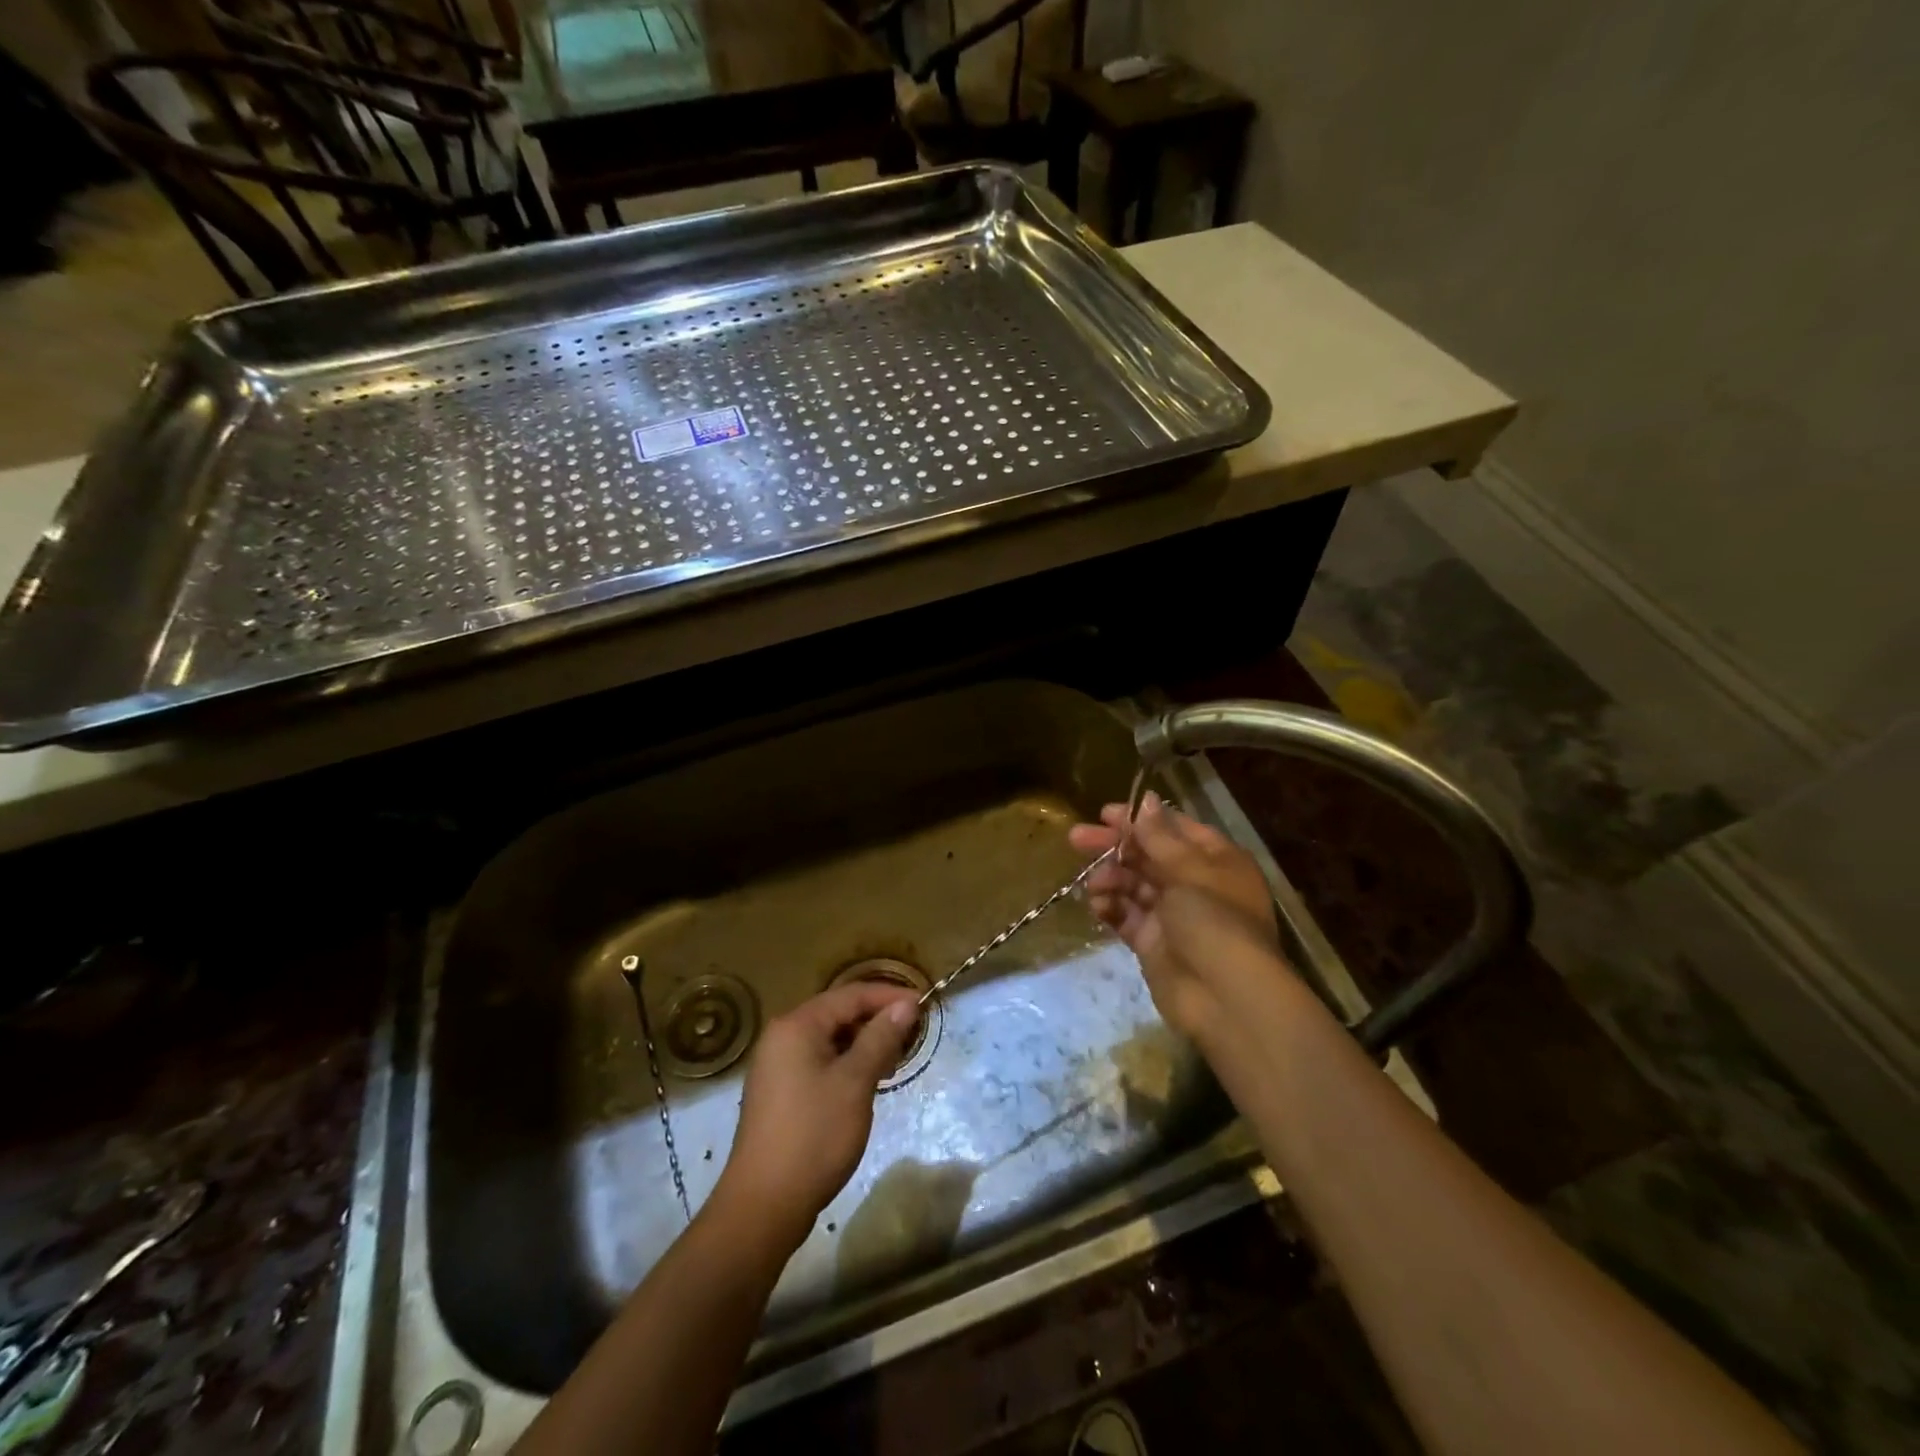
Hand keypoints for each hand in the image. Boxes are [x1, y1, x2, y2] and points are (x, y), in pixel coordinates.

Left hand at [712, 982, 918, 1249]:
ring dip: (863, 1044)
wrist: (764, 1205)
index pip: (850, 995)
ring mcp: (776, 1066)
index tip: (924, 1004)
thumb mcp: (855, 1082)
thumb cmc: (814, 1136)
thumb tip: (905, 1005)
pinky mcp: (779, 1092)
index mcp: (797, 1026)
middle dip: (876, 1020)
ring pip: (829, 1040)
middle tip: (913, 1034)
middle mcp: (782, 1037)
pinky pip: (818, 1062)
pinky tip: (867, 1082)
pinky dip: (845, 1064)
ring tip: (895, 1058)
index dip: (889, 996)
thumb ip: (880, 1038)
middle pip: (837, 1014)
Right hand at [1069, 792, 1288, 1039]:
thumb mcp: (1190, 871)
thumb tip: (1145, 799)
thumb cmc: (1215, 921)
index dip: (1140, 820)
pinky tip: (1096, 905)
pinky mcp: (1153, 943)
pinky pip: (1127, 916)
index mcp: (1216, 860)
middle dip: (1114, 847)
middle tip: (1076, 838)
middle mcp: (1196, 884)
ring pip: (1134, 885)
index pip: (1174, 829)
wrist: (1225, 998)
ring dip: (1111, 878)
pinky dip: (1111, 908)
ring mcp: (1173, 915)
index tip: (1104, 814)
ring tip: (1094, 884)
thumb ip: (1160, 837)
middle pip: (1148, 856)